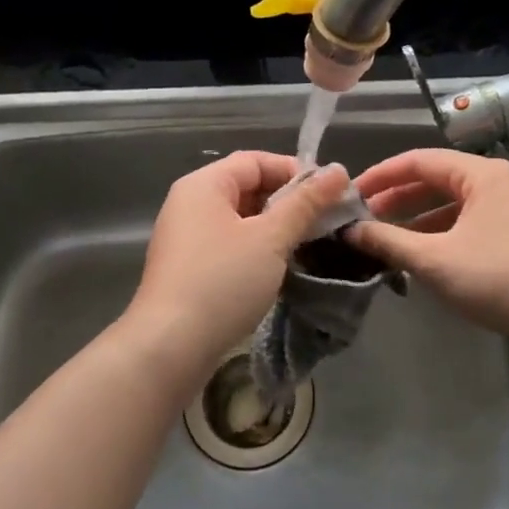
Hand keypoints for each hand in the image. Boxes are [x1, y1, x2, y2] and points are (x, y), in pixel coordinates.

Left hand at [124, 153, 350, 382]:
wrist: (170, 347)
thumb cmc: (222, 281)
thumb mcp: (271, 238)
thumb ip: (305, 203)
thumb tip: (338, 171)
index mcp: (204, 185)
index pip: (255, 161)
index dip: (295, 171)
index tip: (330, 194)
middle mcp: (190, 204)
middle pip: (247, 187)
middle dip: (288, 201)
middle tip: (326, 221)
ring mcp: (186, 238)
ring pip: (241, 219)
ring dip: (276, 228)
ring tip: (310, 244)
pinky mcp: (189, 269)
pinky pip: (230, 245)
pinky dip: (257, 249)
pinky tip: (281, 268)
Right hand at [345, 148, 508, 344]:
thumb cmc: (498, 278)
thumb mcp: (434, 260)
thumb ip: (388, 241)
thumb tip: (351, 230)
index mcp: (482, 174)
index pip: (420, 160)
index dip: (382, 175)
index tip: (353, 194)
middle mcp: (502, 181)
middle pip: (439, 180)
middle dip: (400, 199)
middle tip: (366, 219)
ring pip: (456, 204)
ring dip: (421, 219)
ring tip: (390, 240)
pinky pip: (474, 221)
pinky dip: (445, 232)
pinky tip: (428, 255)